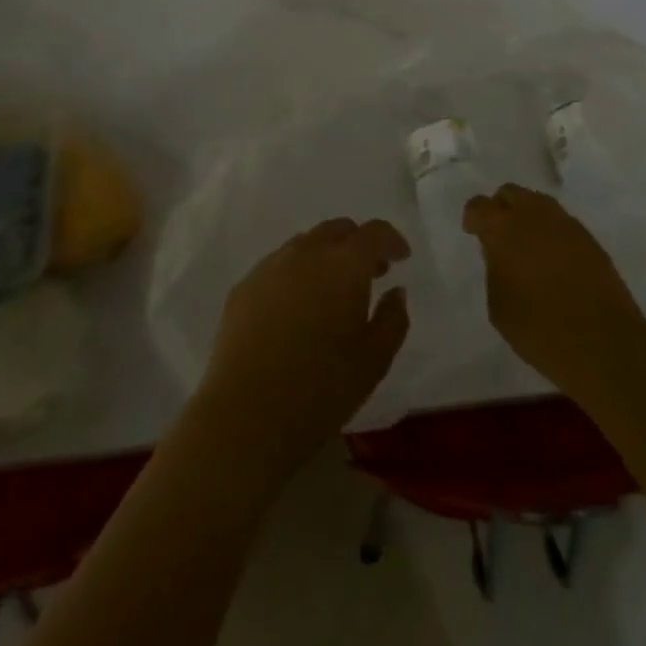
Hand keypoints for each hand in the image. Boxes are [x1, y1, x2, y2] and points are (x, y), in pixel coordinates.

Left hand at [194, 218, 411, 474]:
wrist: (244, 416)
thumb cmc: (320, 390)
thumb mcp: (374, 362)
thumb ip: (392, 320)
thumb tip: (395, 292)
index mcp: (344, 265)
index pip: (374, 233)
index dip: (391, 240)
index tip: (401, 257)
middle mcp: (306, 253)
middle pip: (337, 230)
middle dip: (358, 244)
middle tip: (370, 273)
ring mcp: (270, 266)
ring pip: (306, 244)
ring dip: (326, 256)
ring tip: (332, 291)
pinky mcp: (244, 286)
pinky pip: (278, 266)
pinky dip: (296, 273)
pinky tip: (296, 308)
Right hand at [462, 183, 645, 401]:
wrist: (603, 343)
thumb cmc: (540, 329)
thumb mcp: (499, 306)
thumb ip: (495, 270)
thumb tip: (500, 255)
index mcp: (504, 228)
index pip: (479, 206)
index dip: (473, 218)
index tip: (473, 234)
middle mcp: (534, 215)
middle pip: (511, 193)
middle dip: (501, 208)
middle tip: (499, 235)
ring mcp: (566, 223)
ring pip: (539, 203)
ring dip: (528, 217)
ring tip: (526, 246)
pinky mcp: (589, 238)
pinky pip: (561, 223)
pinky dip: (551, 232)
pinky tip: (552, 259)